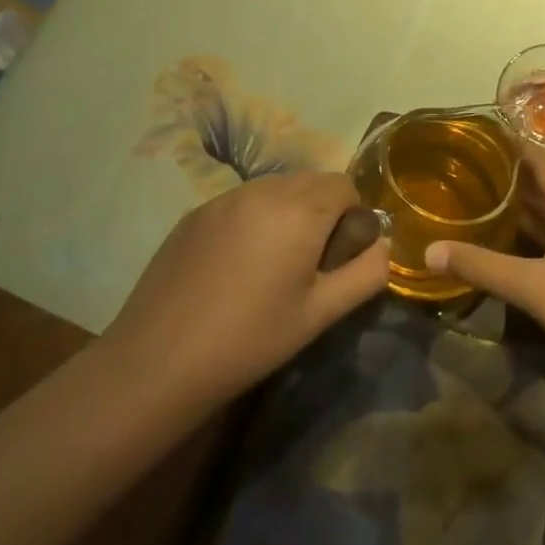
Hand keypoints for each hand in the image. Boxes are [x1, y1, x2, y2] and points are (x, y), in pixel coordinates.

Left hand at [102, 172, 388, 405]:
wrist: (158, 361)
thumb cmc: (251, 339)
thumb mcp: (321, 314)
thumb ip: (367, 273)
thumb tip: (385, 247)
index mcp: (300, 210)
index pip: (345, 184)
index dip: (353, 216)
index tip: (339, 257)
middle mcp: (263, 191)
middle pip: (311, 182)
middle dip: (322, 211)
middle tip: (309, 262)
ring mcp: (224, 199)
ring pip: (275, 189)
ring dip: (288, 212)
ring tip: (272, 264)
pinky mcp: (195, 214)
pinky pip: (241, 202)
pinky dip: (253, 219)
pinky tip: (235, 267)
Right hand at [424, 147, 544, 397]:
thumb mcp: (534, 289)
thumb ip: (482, 267)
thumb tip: (429, 250)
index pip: (540, 158)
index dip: (511, 145)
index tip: (476, 139)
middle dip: (508, 176)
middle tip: (465, 173)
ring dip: (522, 204)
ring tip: (481, 202)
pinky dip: (537, 229)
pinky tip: (515, 244)